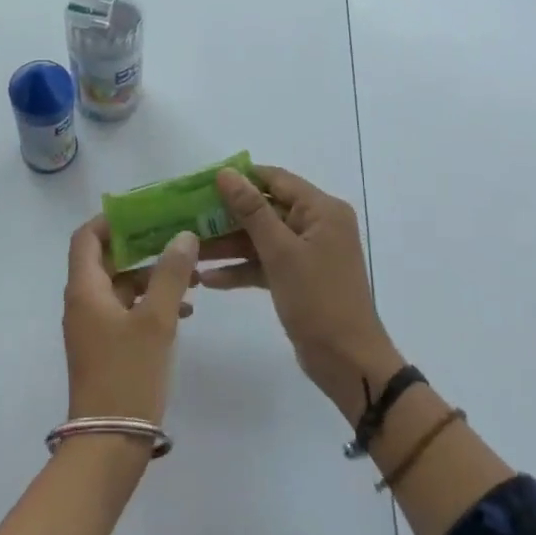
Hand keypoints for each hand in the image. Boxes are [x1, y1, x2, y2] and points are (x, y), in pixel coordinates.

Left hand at [63, 219, 197, 425]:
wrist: (109, 442)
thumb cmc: (128, 374)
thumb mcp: (156, 321)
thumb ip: (170, 275)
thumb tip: (183, 236)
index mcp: (84, 289)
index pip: (87, 237)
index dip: (111, 220)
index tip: (145, 212)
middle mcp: (82, 302)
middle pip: (106, 259)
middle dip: (142, 247)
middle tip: (177, 239)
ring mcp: (93, 326)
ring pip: (121, 287)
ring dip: (152, 277)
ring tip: (192, 275)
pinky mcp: (105, 347)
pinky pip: (126, 311)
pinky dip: (150, 303)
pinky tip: (184, 310)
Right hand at [204, 166, 402, 421]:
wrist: (347, 361)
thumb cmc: (318, 299)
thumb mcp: (280, 251)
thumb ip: (251, 210)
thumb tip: (226, 173)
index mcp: (321, 210)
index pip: (275, 179)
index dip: (239, 179)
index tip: (200, 185)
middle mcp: (316, 225)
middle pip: (264, 209)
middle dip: (227, 216)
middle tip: (188, 219)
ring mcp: (307, 253)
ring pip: (260, 239)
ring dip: (228, 245)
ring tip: (191, 251)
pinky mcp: (297, 278)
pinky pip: (264, 263)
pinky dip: (241, 269)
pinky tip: (208, 279)